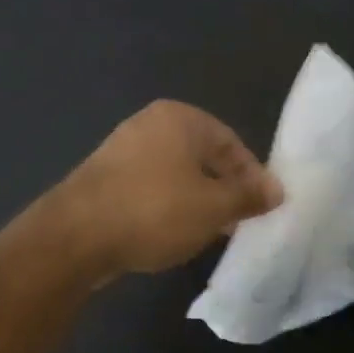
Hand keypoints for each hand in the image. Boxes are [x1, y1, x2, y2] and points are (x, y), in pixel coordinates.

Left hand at [53, 101, 281, 276]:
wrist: (76, 234)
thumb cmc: (154, 210)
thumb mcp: (213, 206)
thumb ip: (248, 196)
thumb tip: (277, 190)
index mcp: (179, 118)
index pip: (230, 143)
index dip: (252, 176)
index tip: (265, 209)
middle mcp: (149, 124)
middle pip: (202, 157)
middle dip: (223, 189)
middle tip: (239, 223)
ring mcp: (122, 149)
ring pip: (175, 174)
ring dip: (196, 201)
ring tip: (209, 233)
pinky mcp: (105, 177)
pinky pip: (149, 188)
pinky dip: (166, 206)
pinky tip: (172, 234)